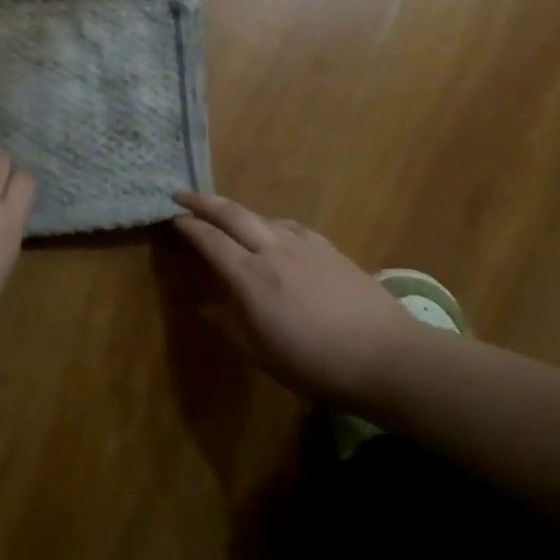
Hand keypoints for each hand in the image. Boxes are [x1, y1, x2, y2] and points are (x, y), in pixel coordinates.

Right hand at [172, 192, 421, 404]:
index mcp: (250, 277)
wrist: (387, 356)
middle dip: (203, 202)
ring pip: (263, 216)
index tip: (172, 218)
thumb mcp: (262, 355)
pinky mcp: (330, 249)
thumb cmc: (316, 364)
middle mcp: (273, 250)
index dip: (188, 226)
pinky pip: (291, 226)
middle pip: (232, 213)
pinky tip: (276, 233)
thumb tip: (205, 310)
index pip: (210, 240)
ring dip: (238, 212)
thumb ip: (230, 326)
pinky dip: (271, 223)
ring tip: (227, 218)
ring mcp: (304, 246)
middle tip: (182, 195)